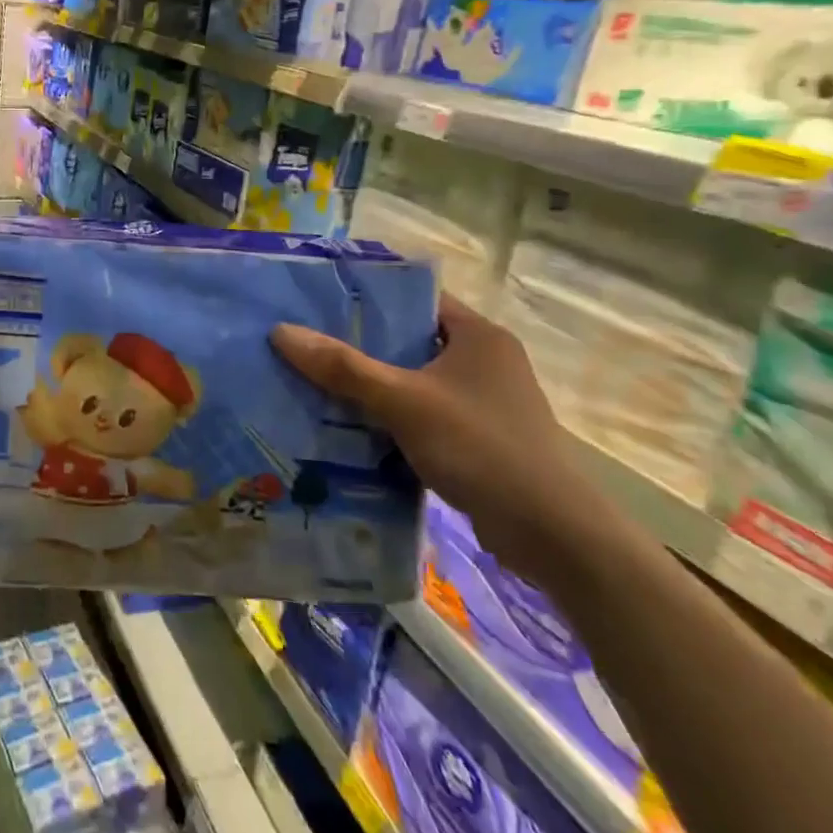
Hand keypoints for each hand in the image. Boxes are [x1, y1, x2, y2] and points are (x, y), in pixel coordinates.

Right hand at [271, 294, 611, 583]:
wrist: (552, 534)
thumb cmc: (480, 447)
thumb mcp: (403, 401)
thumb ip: (342, 367)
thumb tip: (280, 331)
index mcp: (478, 335)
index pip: (415, 298)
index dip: (368, 297)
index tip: (318, 303)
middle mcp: (484, 361)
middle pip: (409, 341)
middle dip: (359, 346)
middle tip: (306, 345)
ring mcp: (483, 402)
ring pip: (413, 382)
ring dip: (372, 387)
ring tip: (315, 384)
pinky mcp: (479, 439)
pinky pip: (422, 415)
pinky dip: (390, 419)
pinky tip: (349, 428)